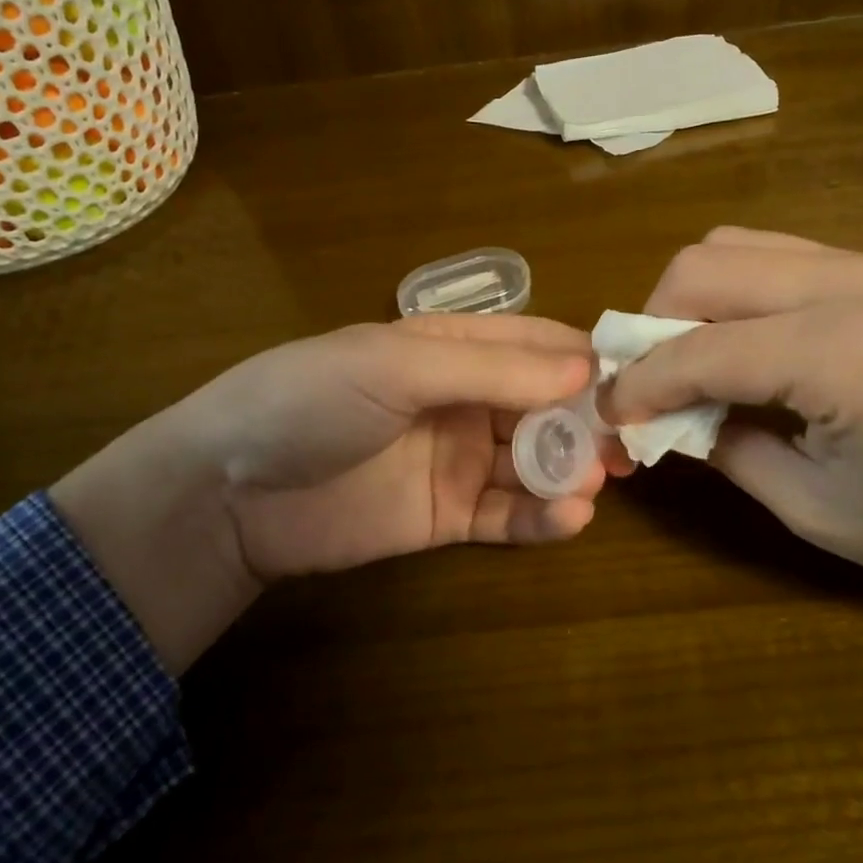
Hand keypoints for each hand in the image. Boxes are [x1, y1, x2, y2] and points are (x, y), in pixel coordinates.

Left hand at [52, 316, 605, 672]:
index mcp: (452, 349)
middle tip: (628, 447)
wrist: (228, 493)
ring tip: (595, 484)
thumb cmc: (310, 401)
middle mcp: (464, 400)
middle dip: (587, 423)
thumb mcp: (397, 367)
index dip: (584, 360)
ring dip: (569, 472)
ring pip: (533, 463)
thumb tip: (584, 369)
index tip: (634, 379)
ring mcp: (458, 460)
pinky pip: (507, 516)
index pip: (536, 345)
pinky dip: (542, 518)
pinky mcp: (447, 517)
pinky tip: (569, 518)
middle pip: (545, 407)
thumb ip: (490, 370)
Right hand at [611, 227, 862, 733]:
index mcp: (839, 350)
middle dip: (651, 323)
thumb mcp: (823, 511)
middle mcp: (849, 282)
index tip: (606, 415)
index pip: (696, 348)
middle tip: (645, 387)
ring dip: (691, 300)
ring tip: (687, 365)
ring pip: (735, 247)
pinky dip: (736, 294)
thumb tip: (671, 421)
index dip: (637, 383)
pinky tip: (745, 348)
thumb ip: (731, 452)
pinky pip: (777, 257)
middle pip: (702, 266)